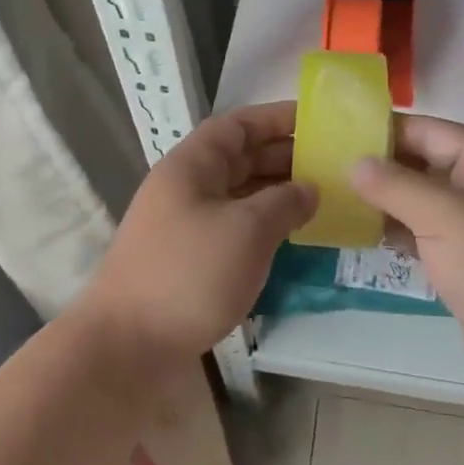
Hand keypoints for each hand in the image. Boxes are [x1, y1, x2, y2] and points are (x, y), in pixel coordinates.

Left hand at [78, 102, 315, 379]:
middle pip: (240, 158)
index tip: (319, 121)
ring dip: (278, 193)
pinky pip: (235, 227)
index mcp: (191, 165)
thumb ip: (284, 202)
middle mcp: (187, 187)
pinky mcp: (191, 259)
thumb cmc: (189, 274)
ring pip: (240, 195)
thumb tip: (309, 188)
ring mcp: (187, 224)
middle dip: (285, 157)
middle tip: (334, 164)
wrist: (129, 346)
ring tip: (325, 198)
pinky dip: (265, 226)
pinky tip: (295, 236)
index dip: (277, 118)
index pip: (238, 125)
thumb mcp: (247, 230)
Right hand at [350, 116, 463, 406]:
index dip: (383, 130)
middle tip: (324, 168)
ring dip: (384, 203)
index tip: (335, 133)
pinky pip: (427, 238)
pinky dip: (398, 234)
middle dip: (379, 167)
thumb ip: (395, 185)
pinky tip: (362, 236)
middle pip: (424, 165)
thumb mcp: (445, 215)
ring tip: (333, 199)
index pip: (428, 131)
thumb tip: (355, 164)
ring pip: (422, 204)